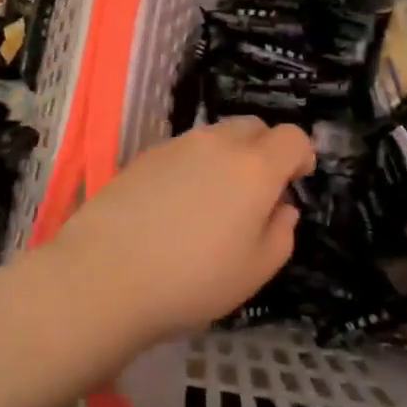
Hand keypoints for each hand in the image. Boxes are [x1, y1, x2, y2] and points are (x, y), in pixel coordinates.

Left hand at [53, 118, 314, 343]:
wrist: (106, 274)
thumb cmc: (192, 280)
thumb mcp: (255, 272)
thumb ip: (281, 234)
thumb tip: (282, 207)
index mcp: (254, 168)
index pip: (292, 136)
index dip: (300, 155)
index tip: (296, 181)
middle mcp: (217, 143)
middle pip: (253, 126)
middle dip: (265, 149)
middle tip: (257, 192)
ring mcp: (177, 145)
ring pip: (216, 136)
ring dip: (228, 157)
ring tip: (214, 202)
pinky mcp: (145, 155)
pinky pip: (184, 149)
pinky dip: (193, 166)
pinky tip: (176, 205)